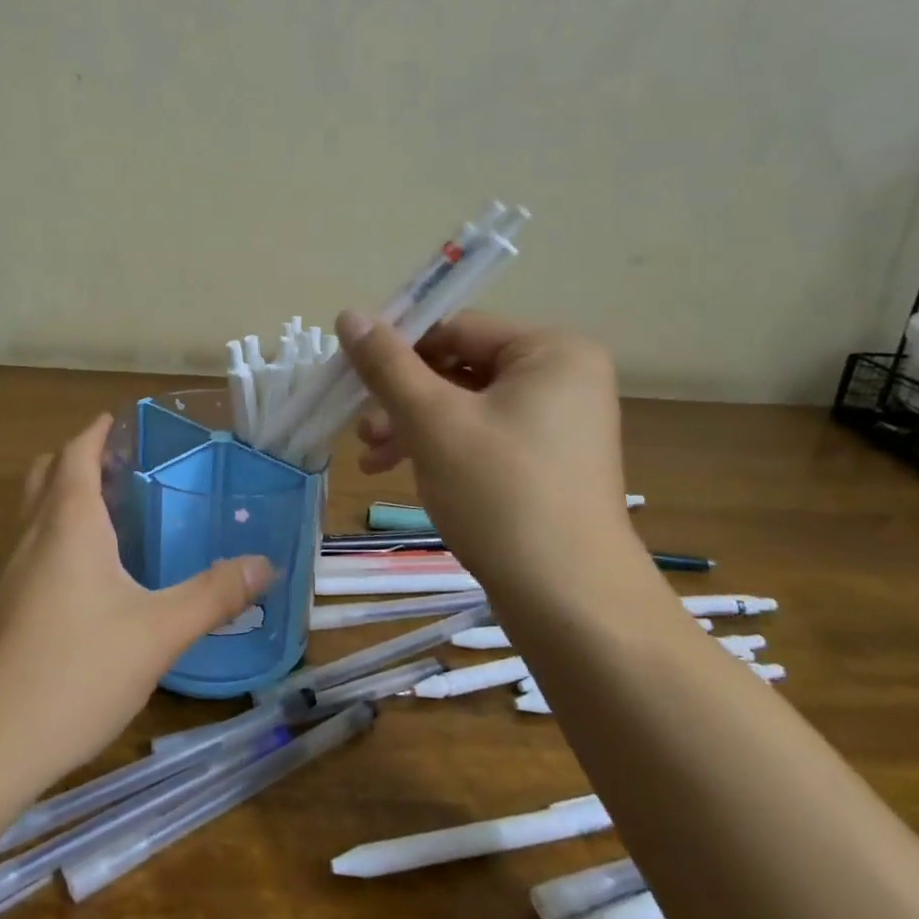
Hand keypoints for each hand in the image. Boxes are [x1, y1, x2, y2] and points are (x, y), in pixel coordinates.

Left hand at [0, 414, 272, 781]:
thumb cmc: (74, 670)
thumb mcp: (158, 632)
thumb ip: (213, 595)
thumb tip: (265, 564)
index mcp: (68, 522)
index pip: (76, 452)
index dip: (96, 431)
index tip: (119, 420)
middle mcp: (31, 536)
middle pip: (47, 474)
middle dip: (78, 458)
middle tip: (121, 465)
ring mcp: (7, 574)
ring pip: (33, 514)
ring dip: (64, 497)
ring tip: (111, 515)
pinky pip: (29, 551)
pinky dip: (55, 538)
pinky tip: (86, 580)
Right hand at [337, 309, 633, 589]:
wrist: (570, 603)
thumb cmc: (500, 495)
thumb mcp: (432, 422)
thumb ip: (387, 364)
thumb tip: (348, 314)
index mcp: (551, 351)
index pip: (456, 328)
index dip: (398, 350)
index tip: (351, 379)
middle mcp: (562, 377)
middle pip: (459, 367)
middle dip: (402, 399)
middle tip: (361, 431)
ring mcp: (557, 423)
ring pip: (464, 405)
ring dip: (412, 426)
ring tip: (372, 460)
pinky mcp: (546, 462)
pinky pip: (481, 435)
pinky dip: (440, 448)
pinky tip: (403, 472)